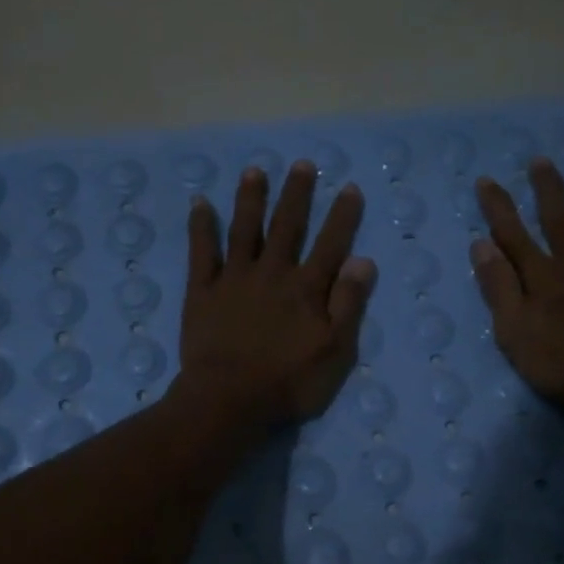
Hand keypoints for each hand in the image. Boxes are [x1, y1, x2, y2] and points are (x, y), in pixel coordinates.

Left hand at [176, 162, 376, 427]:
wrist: (229, 399)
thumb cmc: (288, 383)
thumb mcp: (335, 352)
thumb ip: (348, 305)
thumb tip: (363, 260)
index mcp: (306, 289)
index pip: (330, 244)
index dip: (342, 216)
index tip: (349, 188)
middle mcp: (272, 273)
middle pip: (286, 226)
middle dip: (296, 194)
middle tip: (302, 164)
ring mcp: (234, 279)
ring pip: (244, 230)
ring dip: (250, 199)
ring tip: (255, 171)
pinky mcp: (202, 292)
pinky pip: (201, 252)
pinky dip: (201, 227)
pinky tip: (200, 204)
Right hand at [471, 159, 563, 427]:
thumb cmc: (558, 365)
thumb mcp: (514, 333)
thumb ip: (499, 288)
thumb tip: (482, 245)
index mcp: (543, 277)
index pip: (514, 235)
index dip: (499, 207)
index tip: (486, 180)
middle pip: (561, 220)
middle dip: (549, 189)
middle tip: (542, 160)